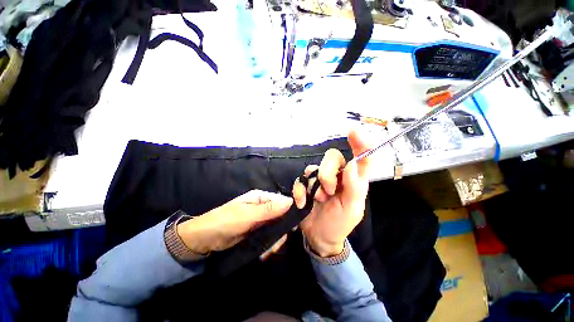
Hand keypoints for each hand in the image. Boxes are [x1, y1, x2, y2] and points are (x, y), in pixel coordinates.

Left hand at [176, 190, 292, 253]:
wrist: (203, 240)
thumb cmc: (225, 221)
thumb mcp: (247, 215)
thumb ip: (269, 210)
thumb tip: (291, 201)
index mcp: (260, 198)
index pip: (281, 201)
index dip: (290, 210)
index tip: (294, 225)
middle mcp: (262, 207)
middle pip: (280, 216)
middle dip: (281, 230)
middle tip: (278, 243)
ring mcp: (260, 220)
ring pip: (276, 228)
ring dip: (275, 240)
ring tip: (270, 250)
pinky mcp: (257, 232)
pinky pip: (269, 236)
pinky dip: (269, 244)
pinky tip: (265, 252)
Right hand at [292, 130, 371, 256]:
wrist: (319, 236)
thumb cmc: (339, 224)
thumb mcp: (351, 209)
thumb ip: (354, 187)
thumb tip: (353, 164)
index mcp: (353, 180)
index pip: (361, 157)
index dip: (360, 143)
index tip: (353, 132)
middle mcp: (337, 175)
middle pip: (332, 157)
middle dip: (328, 174)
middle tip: (328, 192)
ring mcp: (319, 179)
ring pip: (314, 167)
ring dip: (314, 184)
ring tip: (317, 199)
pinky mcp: (306, 184)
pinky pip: (300, 179)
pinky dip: (300, 191)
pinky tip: (302, 202)